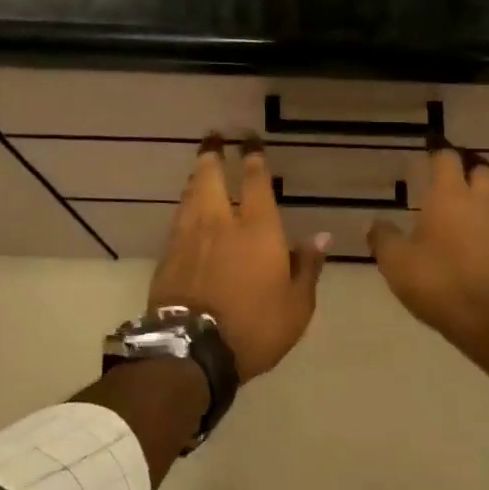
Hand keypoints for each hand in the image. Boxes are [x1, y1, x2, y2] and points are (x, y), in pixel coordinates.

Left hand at [150, 137, 327, 382]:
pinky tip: (187, 208)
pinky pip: (178, 219)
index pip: (256, 182)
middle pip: (211, 177)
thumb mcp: (297, 305)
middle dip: (213, 154)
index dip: (254, 158)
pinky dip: (185, 206)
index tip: (250, 141)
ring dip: (197, 177)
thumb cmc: (255, 327)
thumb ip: (307, 267)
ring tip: (201, 168)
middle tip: (213, 137)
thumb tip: (320, 237)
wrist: (191, 351)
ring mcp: (189, 237)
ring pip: (191, 194)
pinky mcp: (168, 256)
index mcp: (258, 229)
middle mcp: (220, 222)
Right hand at [370, 145, 488, 350]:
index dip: (436, 153)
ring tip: (450, 219)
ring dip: (474, 203)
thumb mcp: (396, 262)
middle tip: (444, 183)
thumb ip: (383, 237)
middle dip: (465, 172)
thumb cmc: (439, 282)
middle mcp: (479, 203)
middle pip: (479, 171)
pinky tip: (465, 250)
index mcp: (450, 196)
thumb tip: (376, 223)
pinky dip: (482, 231)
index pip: (447, 158)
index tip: (426, 153)